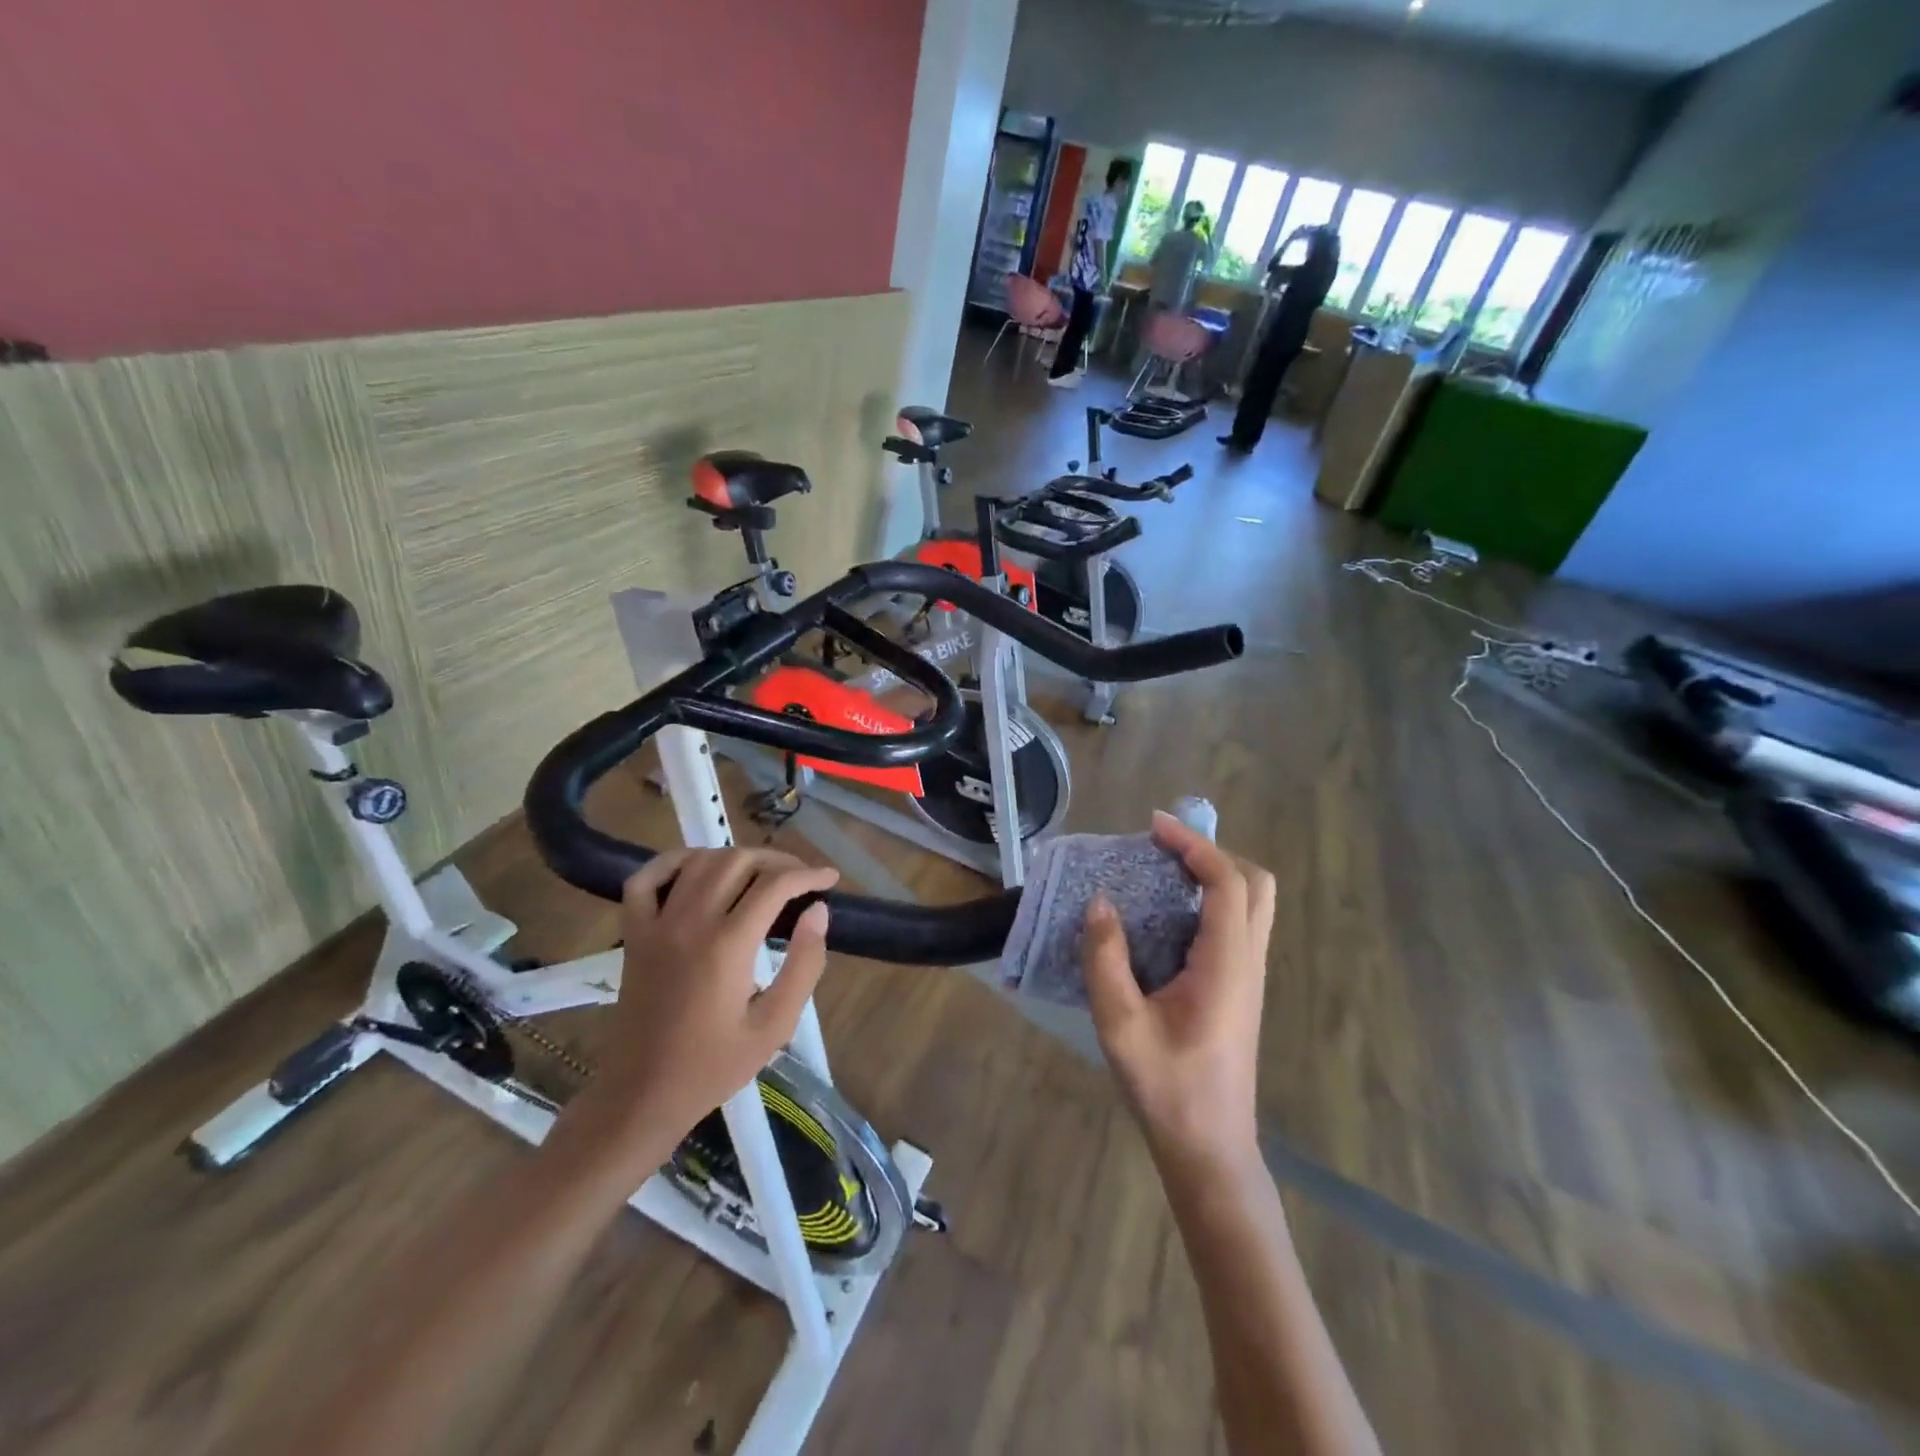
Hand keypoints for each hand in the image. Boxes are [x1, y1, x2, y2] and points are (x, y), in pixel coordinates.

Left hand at [552, 848, 838, 1177]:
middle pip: (739, 862)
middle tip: (800, 879)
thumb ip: (804, 964)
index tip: (829, 879)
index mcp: (728, 945)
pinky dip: (673, 862)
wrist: (644, 1094)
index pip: (775, 885)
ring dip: (735, 857)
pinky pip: (646, 879)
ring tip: (760, 874)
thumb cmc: (715, 1065)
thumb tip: (818, 911)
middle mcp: (691, 922)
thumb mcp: (775, 1025)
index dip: (808, 874)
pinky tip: (697, 867)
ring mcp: (656, 924)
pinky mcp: (634, 933)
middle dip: (777, 861)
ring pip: (699, 861)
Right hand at [1081, 812, 1275, 1172]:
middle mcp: (1248, 962)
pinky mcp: (1241, 990)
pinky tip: (1169, 916)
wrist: (1209, 1147)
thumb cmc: (1167, 1087)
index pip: (1226, 883)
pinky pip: (1238, 926)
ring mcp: (1250, 977)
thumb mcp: (1120, 1024)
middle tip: (1165, 848)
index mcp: (1226, 964)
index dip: (1195, 846)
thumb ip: (1106, 959)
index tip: (1155, 826)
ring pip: (1252, 905)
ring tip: (1163, 871)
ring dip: (1215, 875)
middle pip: (1255, 885)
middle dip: (1213, 853)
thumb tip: (1100, 903)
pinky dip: (1211, 901)